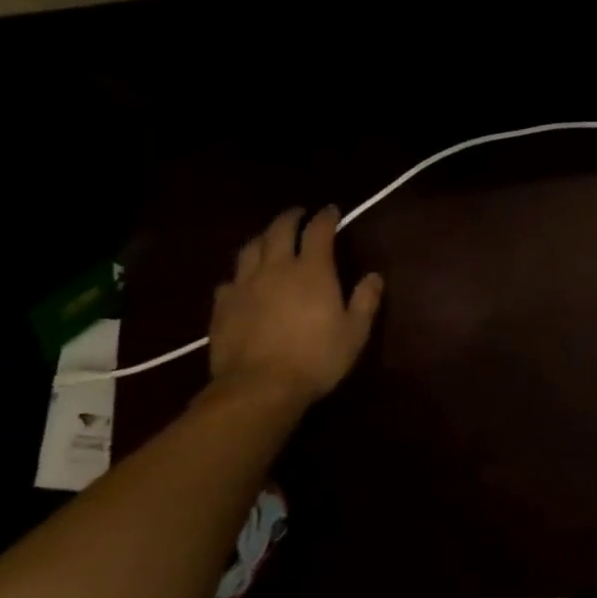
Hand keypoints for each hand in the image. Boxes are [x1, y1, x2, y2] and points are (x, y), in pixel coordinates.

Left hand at [209, 206, 384, 407]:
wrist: (259, 387)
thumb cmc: (317, 357)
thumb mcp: (355, 332)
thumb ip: (365, 300)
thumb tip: (373, 276)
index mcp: (313, 271)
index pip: (318, 232)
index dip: (325, 217)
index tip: (331, 210)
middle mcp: (276, 269)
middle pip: (278, 231)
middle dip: (290, 218)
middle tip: (298, 214)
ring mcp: (245, 286)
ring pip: (250, 249)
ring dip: (263, 238)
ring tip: (269, 238)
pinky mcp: (223, 306)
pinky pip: (230, 279)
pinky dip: (241, 273)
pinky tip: (244, 280)